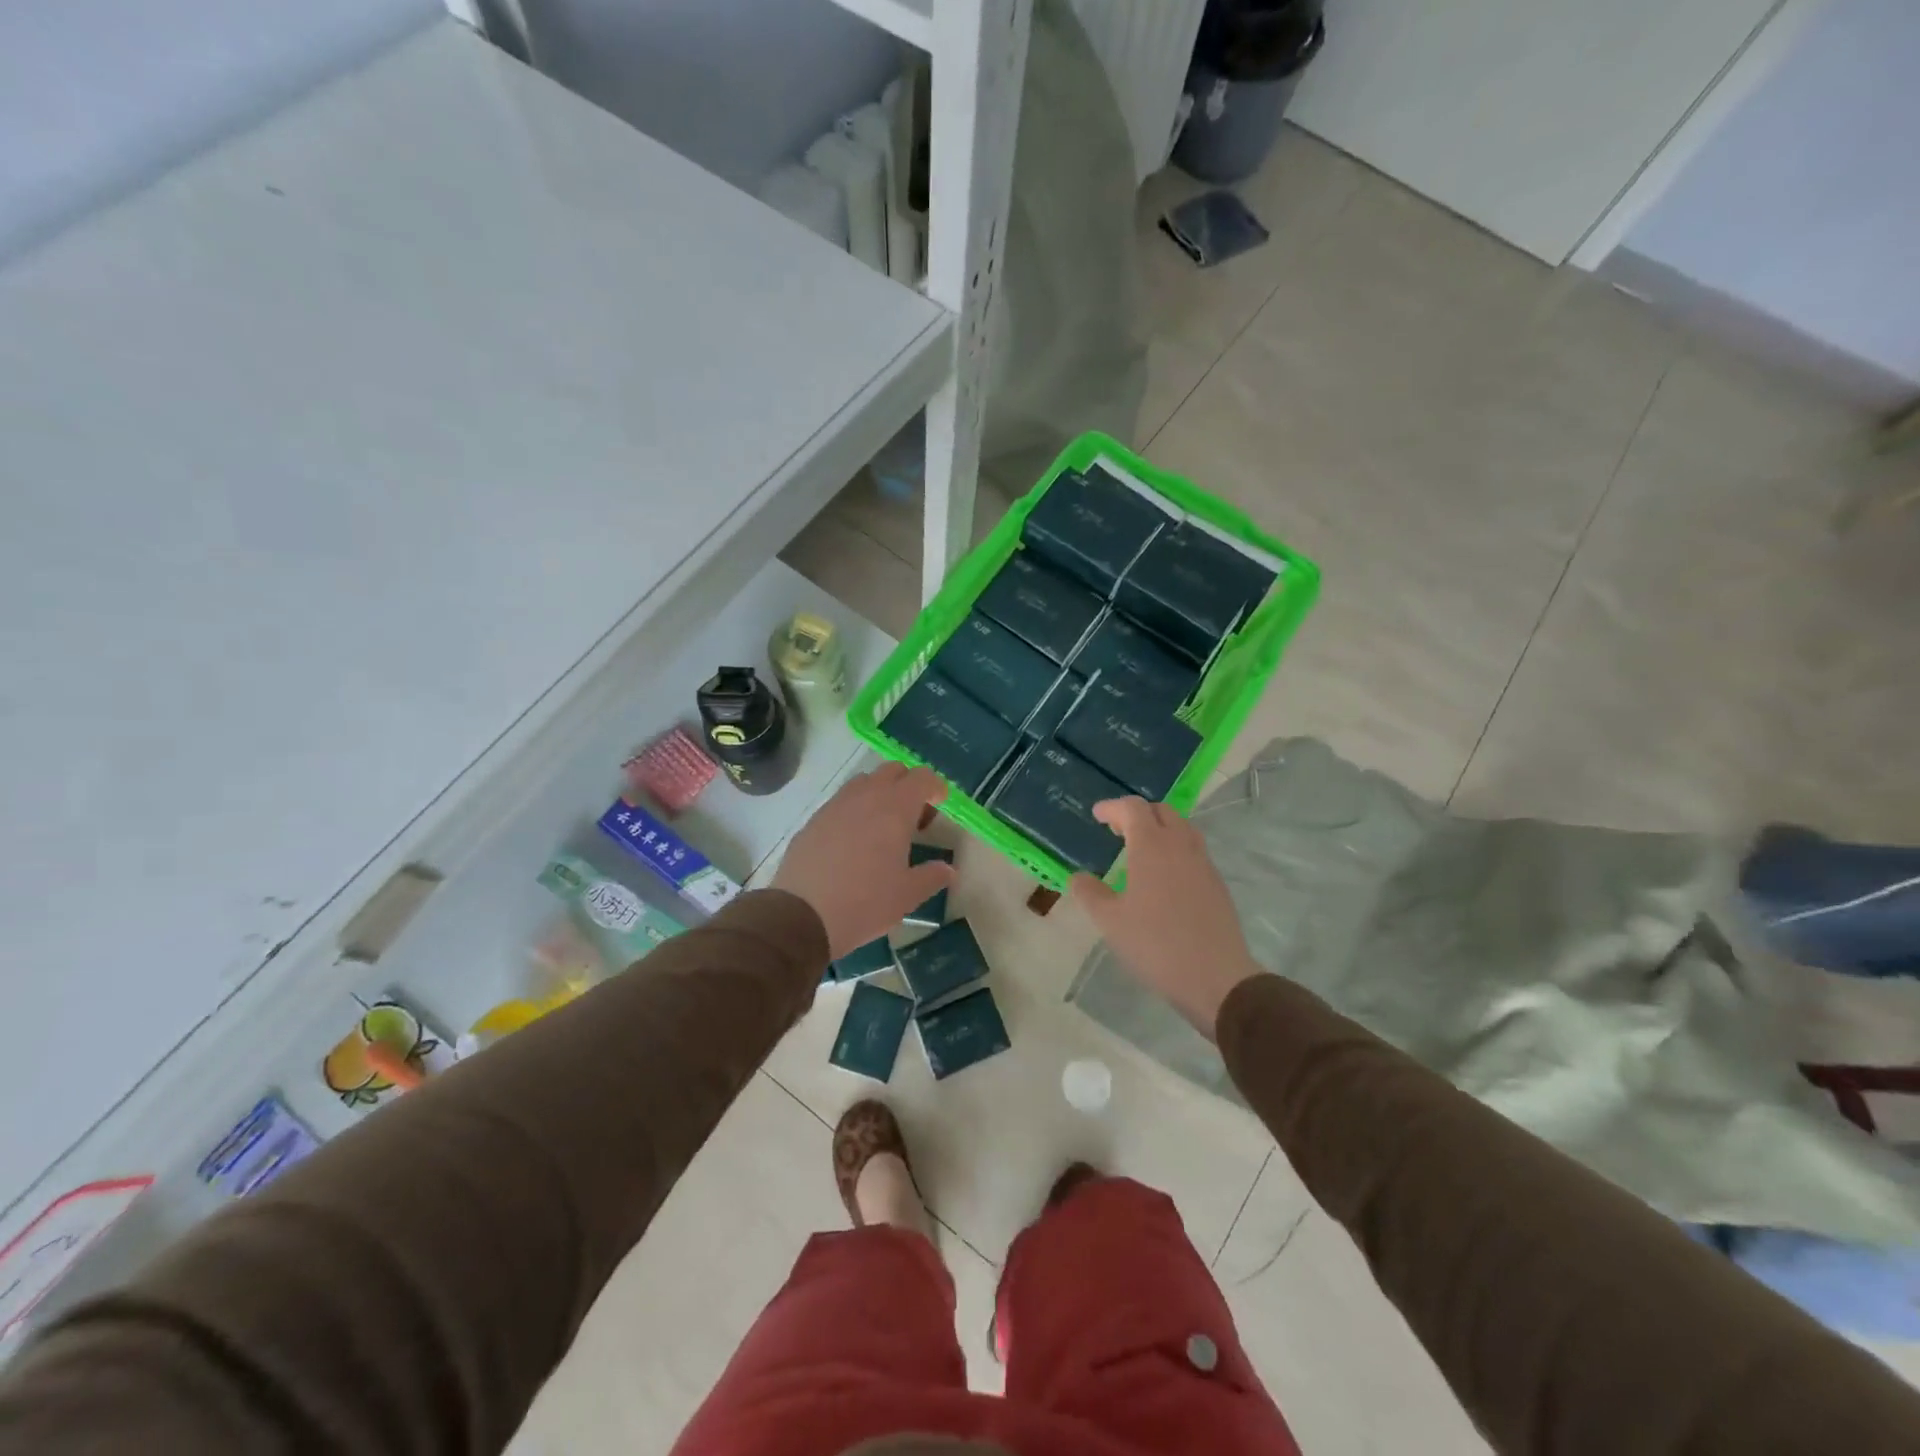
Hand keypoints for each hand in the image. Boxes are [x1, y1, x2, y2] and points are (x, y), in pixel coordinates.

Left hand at [772, 762, 954, 960]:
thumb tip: (948, 870)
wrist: (801, 915)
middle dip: (908, 785)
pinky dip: (854, 810)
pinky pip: (840, 802)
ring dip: (879, 794)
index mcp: (895, 808)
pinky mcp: (813, 820)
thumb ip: (932, 876)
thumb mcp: (907, 895)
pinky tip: (853, 843)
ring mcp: (835, 805)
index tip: (940, 803)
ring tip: (882, 828)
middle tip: (914, 817)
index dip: (935, 786)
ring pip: (864, 782)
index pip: (922, 777)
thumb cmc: (865, 902)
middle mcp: (865, 797)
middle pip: (892, 770)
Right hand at [1068, 797, 1260, 1038]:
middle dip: (1138, 813)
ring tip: (1140, 849)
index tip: (1097, 815)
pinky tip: (1164, 876)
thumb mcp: (1110, 921)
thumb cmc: (1155, 944)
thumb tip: (1078, 876)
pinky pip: (1193, 851)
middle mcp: (1180, 846)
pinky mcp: (1217, 884)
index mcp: (1152, 846)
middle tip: (1117, 829)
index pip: (1133, 809)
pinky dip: (1175, 848)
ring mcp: (1203, 864)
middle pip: (1161, 811)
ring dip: (1160, 828)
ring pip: (1182, 828)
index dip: (1112, 807)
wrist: (1216, 977)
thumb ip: (1090, 893)